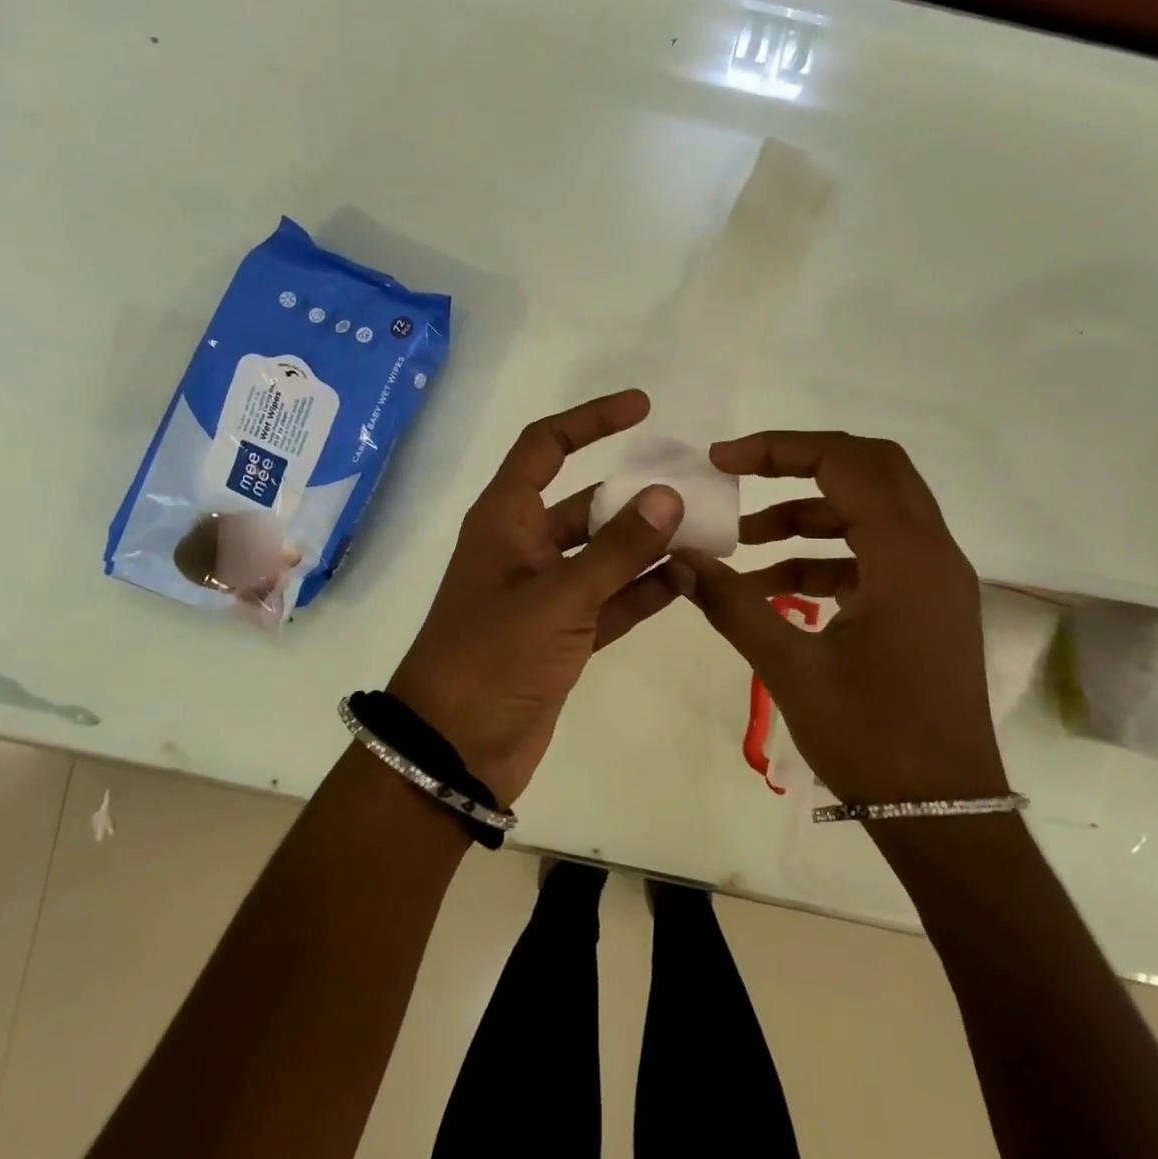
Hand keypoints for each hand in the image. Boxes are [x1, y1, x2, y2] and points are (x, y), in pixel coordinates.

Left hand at [388, 391, 683, 805]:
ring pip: (604, 554)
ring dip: (647, 545)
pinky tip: (688, 581)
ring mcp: (545, 594)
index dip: (590, 420)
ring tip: (703, 535)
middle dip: (635, 496)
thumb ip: (616, 549)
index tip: (641, 407)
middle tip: (692, 488)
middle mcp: (524, 548)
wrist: (454, 751)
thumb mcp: (558, 598)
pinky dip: (643, 590)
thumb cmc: (493, 657)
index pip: (545, 446)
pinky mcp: (562, 635)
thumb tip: (667, 495)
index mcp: (505, 521)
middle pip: (586, 503)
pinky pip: (611, 600)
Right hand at [669, 431, 1007, 806]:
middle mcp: (931, 551)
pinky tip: (773, 587)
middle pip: (870, 469)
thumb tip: (678, 558)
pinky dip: (825, 557)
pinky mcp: (926, 607)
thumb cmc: (873, 739)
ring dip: (808, 514)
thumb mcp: (791, 667)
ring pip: (871, 512)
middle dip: (800, 463)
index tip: (722, 462)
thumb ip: (732, 603)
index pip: (845, 463)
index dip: (778, 449)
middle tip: (741, 474)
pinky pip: (873, 556)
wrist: (946, 818)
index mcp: (907, 554)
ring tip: (745, 540)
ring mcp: (934, 580)